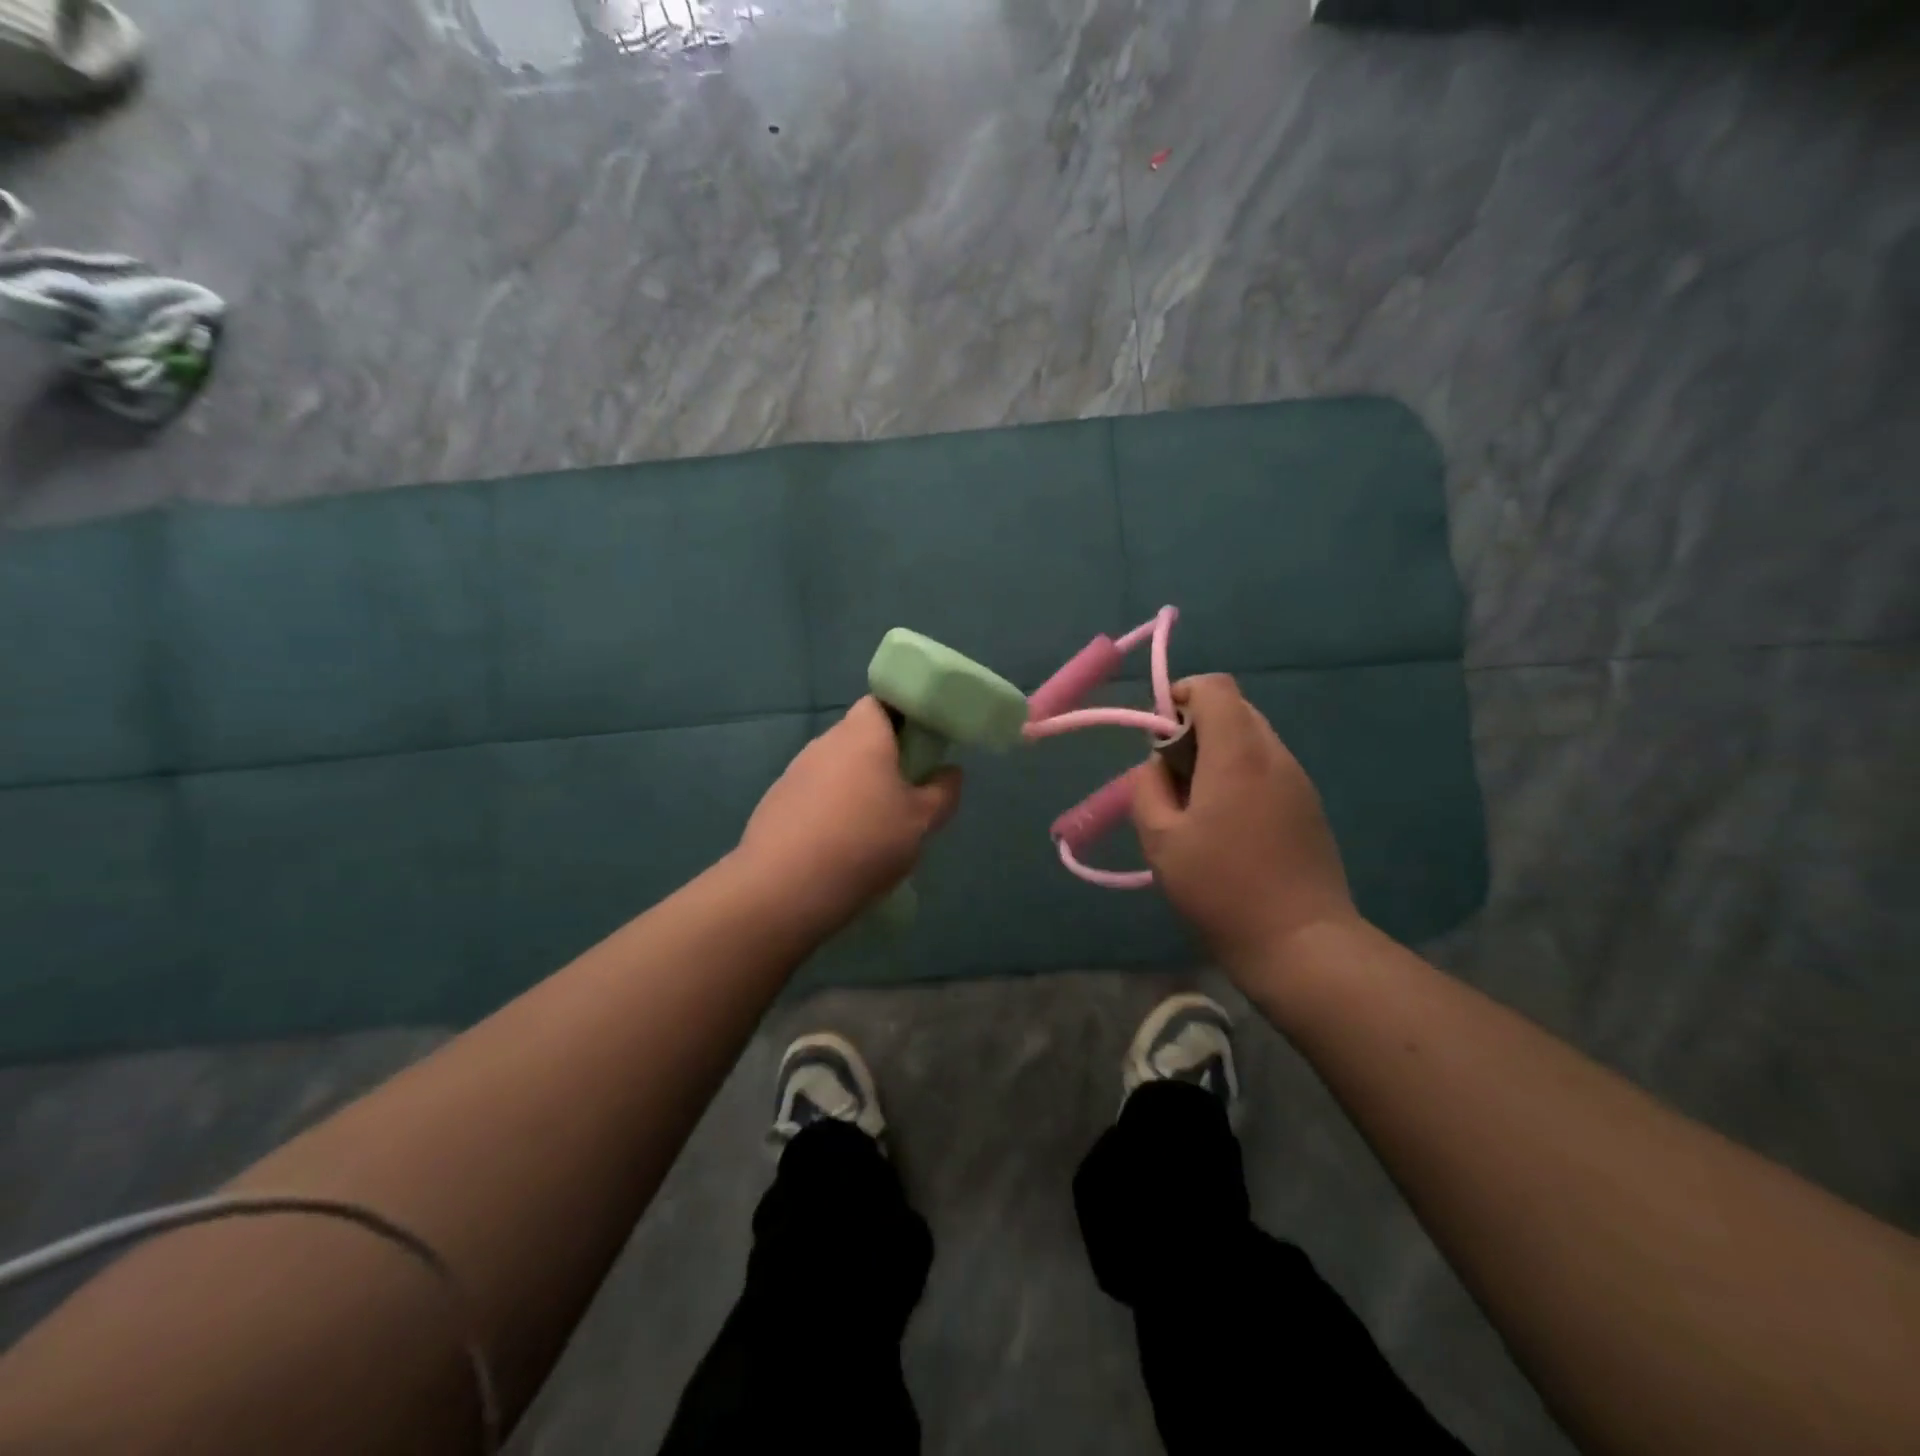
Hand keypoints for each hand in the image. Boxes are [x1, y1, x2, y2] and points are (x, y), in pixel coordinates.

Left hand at [737, 697, 962, 929]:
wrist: (784, 887)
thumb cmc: (865, 842)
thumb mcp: (921, 822)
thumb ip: (942, 792)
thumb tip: (950, 772)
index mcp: (862, 735)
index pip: (880, 703)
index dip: (902, 717)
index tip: (920, 745)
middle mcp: (824, 743)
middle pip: (857, 737)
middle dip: (881, 758)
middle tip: (904, 793)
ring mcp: (794, 773)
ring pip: (834, 769)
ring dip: (853, 787)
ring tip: (871, 828)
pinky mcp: (774, 803)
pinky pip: (812, 796)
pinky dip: (828, 811)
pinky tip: (838, 847)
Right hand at [1130, 674, 1356, 978]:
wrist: (1300, 943)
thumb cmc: (1221, 888)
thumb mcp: (1161, 840)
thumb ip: (1147, 788)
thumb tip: (1156, 766)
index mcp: (1237, 754)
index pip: (1214, 687)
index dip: (1180, 697)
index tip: (1159, 738)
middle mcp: (1275, 755)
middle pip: (1235, 710)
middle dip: (1196, 728)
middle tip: (1173, 777)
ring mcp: (1298, 781)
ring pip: (1253, 739)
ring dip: (1219, 754)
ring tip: (1197, 806)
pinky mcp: (1309, 807)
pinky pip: (1268, 768)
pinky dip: (1240, 776)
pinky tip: (1228, 825)